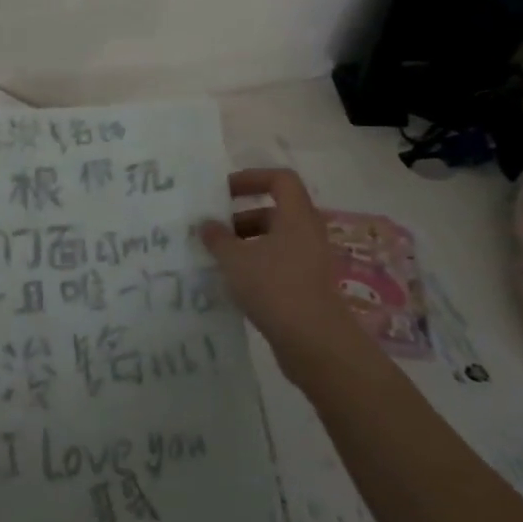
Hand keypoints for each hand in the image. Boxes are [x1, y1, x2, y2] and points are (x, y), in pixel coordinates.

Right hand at [200, 168, 356, 348]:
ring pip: (275, 240)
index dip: (252, 178)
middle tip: (214, 228)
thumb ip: (217, 238)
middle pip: (275, 211)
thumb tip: (207, 224)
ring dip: (246, 242)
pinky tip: (233, 282)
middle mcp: (307, 233)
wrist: (315, 343)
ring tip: (217, 257)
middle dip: (241, 216)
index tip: (224, 191)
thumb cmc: (275, 288)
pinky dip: (256, 265)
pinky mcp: (307, 287)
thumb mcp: (235, 259)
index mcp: (296, 216)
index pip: (280, 179)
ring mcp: (310, 262)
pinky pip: (278, 264)